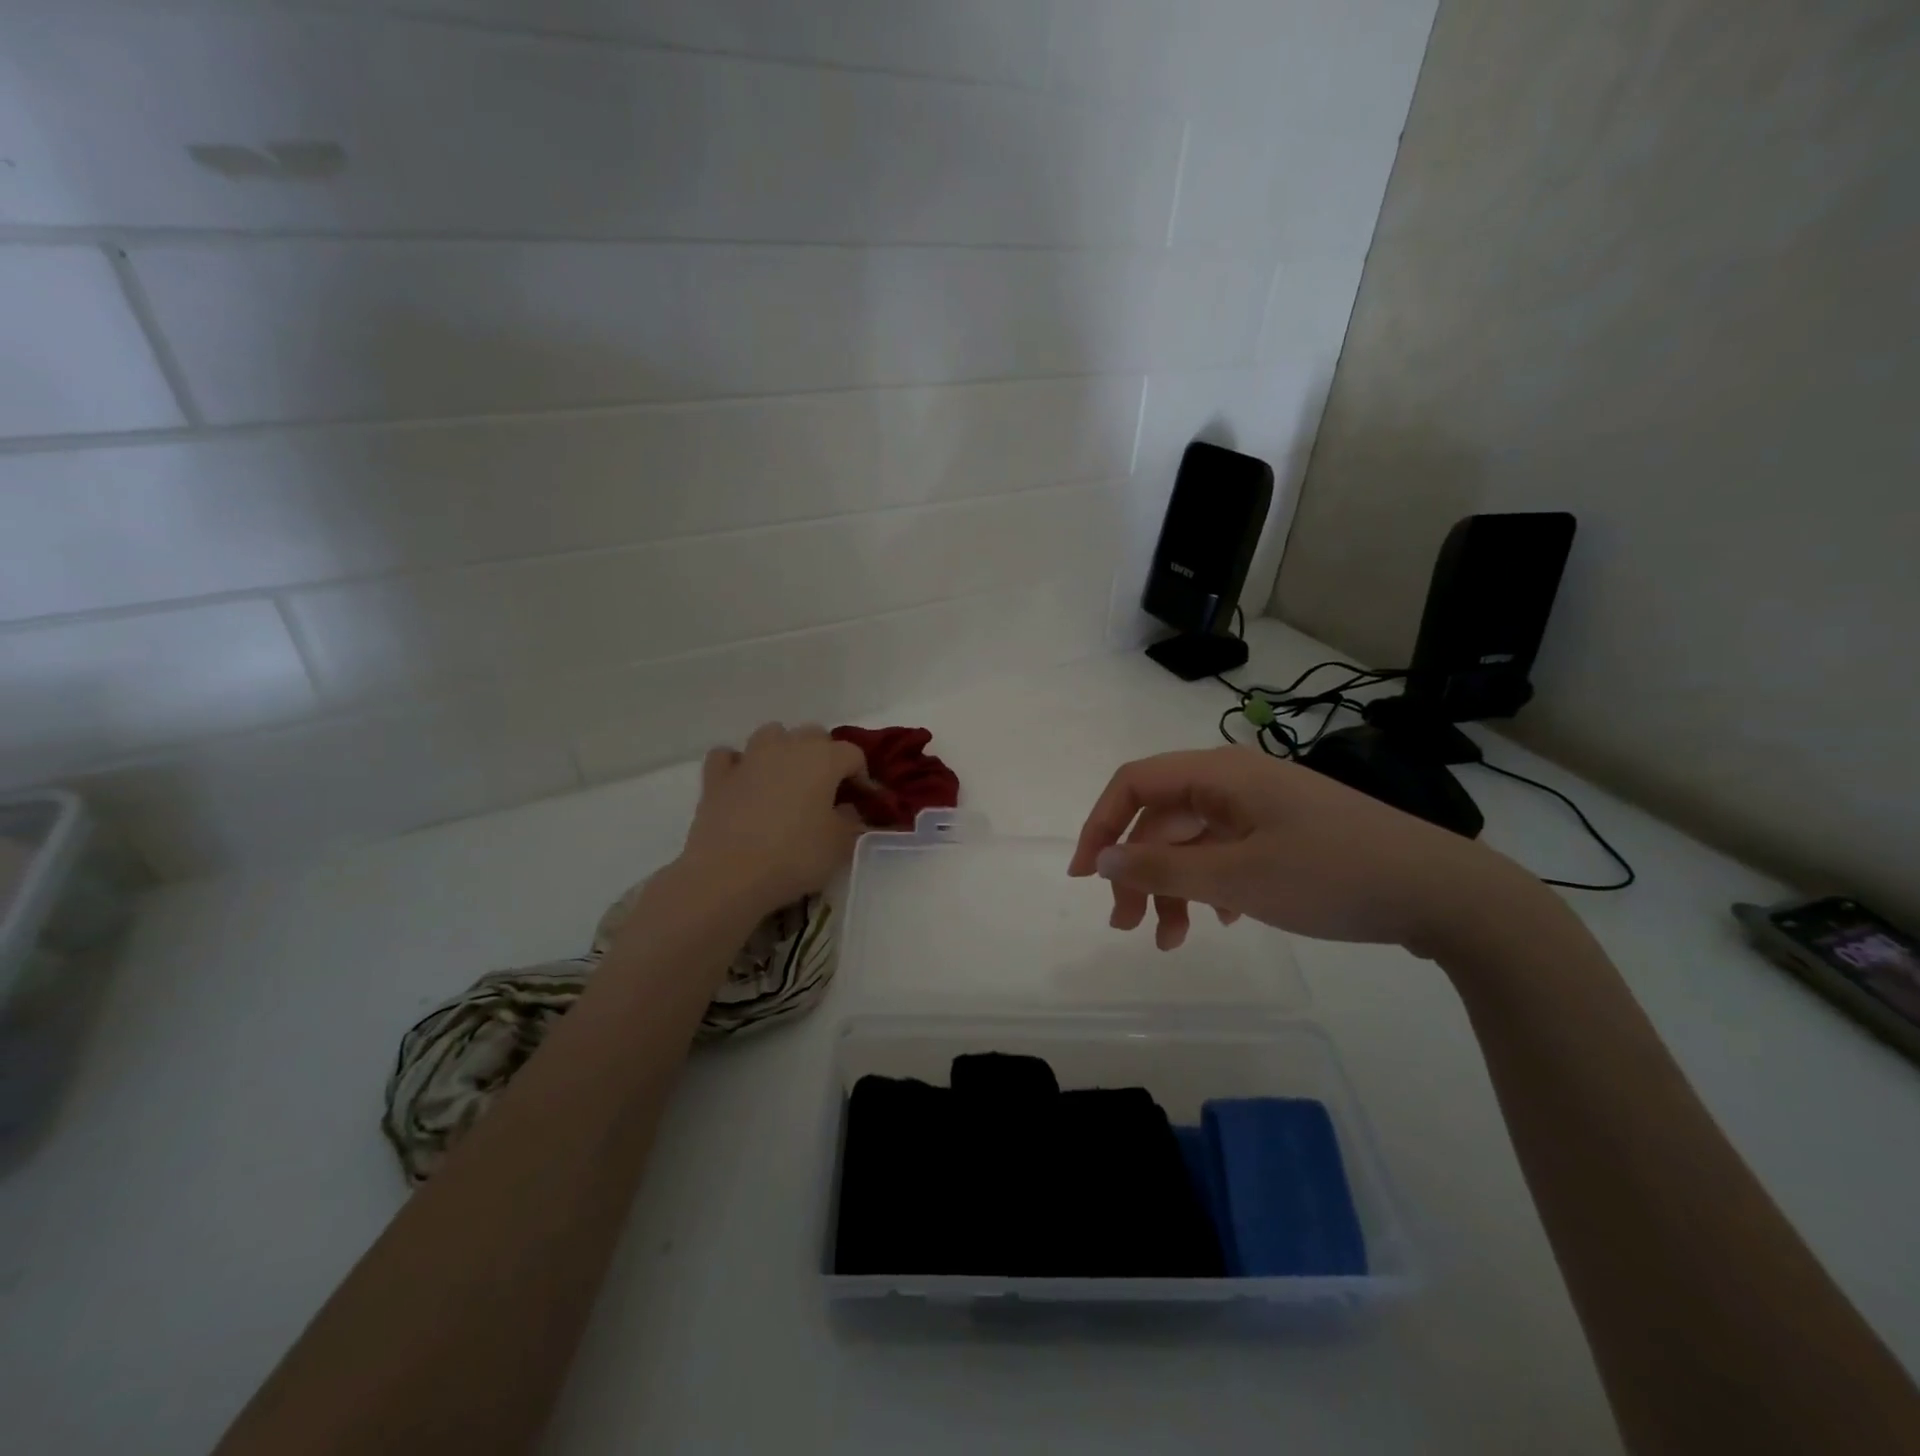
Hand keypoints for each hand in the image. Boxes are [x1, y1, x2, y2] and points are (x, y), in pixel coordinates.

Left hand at [677, 723, 869, 914]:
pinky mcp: (716, 777)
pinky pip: (729, 756)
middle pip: (814, 735)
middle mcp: (787, 747)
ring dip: (784, 750)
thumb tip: (846, 810)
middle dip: (825, 756)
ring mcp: (748, 758)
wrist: (728, 875)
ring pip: (772, 735)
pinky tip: (744, 783)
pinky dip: (738, 764)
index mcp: (823, 759)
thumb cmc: (794, 856)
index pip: (853, 754)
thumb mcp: (840, 845)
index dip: (862, 776)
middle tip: (828, 790)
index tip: (864, 802)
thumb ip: (851, 821)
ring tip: (787, 780)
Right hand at [1068, 746, 1539, 954]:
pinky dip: (1211, 886)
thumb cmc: (1331, 876)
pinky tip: (1224, 921)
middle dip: (1137, 870)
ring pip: (1194, 841)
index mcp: (1220, 774)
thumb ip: (1161, 868)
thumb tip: (1101, 859)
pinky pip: (1227, 853)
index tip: (1085, 877)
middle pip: (1162, 818)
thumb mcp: (1237, 878)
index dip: (1100, 824)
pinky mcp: (1286, 834)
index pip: (1135, 784)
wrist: (1444, 893)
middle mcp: (1235, 782)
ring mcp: (1263, 808)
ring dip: (1173, 886)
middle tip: (1128, 926)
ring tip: (1171, 940)